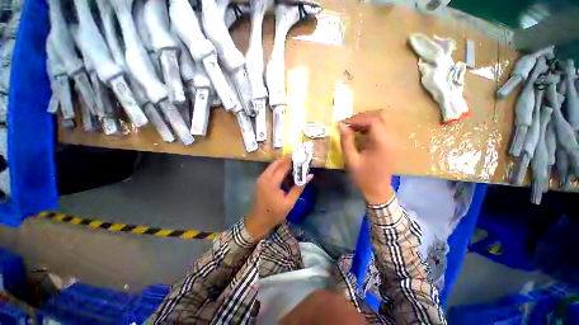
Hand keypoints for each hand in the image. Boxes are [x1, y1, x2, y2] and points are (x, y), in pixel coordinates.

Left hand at [245, 155, 311, 239]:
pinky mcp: (260, 181)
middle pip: (276, 163)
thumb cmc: (274, 213)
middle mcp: (264, 177)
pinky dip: (278, 168)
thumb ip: (299, 187)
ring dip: (282, 163)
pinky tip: (285, 171)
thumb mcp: (289, 202)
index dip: (293, 161)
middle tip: (298, 157)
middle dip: (287, 158)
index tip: (302, 156)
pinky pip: (270, 170)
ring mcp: (261, 178)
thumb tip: (309, 176)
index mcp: (271, 183)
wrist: (257, 221)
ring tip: (294, 163)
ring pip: (273, 166)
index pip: (284, 167)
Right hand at [339, 110, 396, 204]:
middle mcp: (391, 139)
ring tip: (351, 128)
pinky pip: (380, 128)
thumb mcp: (351, 160)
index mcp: (382, 143)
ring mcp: (392, 140)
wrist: (378, 189)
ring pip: (380, 121)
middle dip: (361, 118)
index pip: (373, 121)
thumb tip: (341, 126)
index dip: (357, 119)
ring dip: (364, 122)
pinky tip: (359, 133)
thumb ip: (346, 141)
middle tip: (347, 124)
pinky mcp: (390, 143)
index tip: (343, 123)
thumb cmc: (363, 176)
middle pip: (379, 117)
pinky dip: (368, 127)